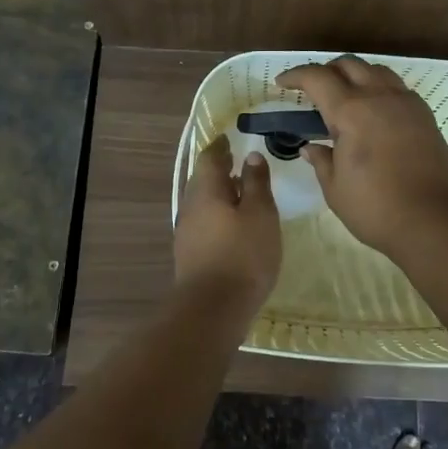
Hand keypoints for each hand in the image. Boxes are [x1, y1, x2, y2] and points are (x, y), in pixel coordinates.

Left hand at [173, 135, 281, 309]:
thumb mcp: (260, 214)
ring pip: (202, 203)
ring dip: (219, 194)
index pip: (210, 158)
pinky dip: (217, 216)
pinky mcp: (190, 254)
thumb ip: (255, 183)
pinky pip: (204, 223)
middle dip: (219, 170)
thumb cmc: (243, 254)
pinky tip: (233, 226)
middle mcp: (190, 206)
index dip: (220, 147)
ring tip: (240, 194)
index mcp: (206, 190)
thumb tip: (250, 156)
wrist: (213, 309)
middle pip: (202, 180)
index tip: (230, 139)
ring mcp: (187, 232)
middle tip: (237, 162)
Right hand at [277, 56, 447, 256]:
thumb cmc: (376, 208)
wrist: (434, 221)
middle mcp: (379, 97)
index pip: (316, 77)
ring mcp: (406, 103)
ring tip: (345, 98)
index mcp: (351, 111)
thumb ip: (321, 161)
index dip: (295, 75)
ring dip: (355, 75)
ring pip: (376, 70)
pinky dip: (379, 89)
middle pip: (348, 64)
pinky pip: (397, 88)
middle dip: (325, 71)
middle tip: (311, 90)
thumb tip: (311, 147)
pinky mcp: (425, 116)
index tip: (281, 84)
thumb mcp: (335, 189)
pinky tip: (374, 113)